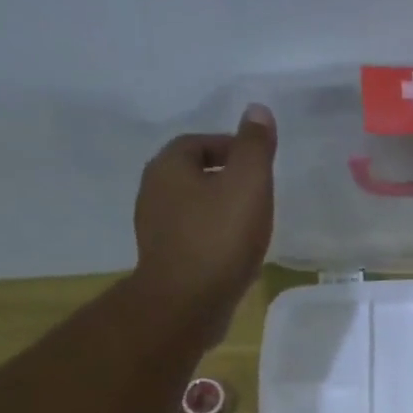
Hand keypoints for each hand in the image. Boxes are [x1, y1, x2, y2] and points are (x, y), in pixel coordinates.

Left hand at [131, 105, 276, 345]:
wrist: (188, 302)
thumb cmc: (220, 238)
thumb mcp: (248, 184)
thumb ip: (255, 147)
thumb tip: (257, 110)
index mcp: (168, 167)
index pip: (198, 142)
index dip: (230, 148)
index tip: (259, 165)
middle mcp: (153, 192)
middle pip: (192, 175)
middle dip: (224, 179)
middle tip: (258, 193)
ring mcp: (155, 229)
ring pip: (192, 208)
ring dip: (218, 210)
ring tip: (250, 224)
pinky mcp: (165, 260)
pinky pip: (192, 237)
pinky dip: (213, 237)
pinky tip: (235, 253)